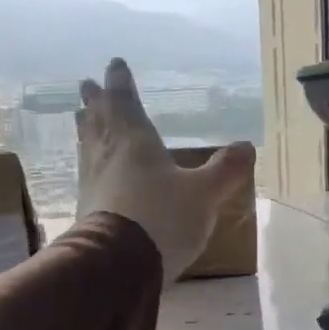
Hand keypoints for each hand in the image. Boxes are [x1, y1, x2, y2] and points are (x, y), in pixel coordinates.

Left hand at [77, 58, 255, 283]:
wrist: (117, 264)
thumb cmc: (163, 218)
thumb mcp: (204, 195)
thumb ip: (225, 171)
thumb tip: (246, 147)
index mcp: (135, 141)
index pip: (125, 103)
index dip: (121, 83)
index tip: (115, 65)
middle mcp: (108, 154)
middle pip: (100, 121)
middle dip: (97, 102)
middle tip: (87, 86)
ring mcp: (92, 182)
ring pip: (88, 145)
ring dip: (87, 129)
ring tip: (82, 118)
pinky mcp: (86, 208)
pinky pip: (87, 173)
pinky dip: (89, 161)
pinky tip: (90, 169)